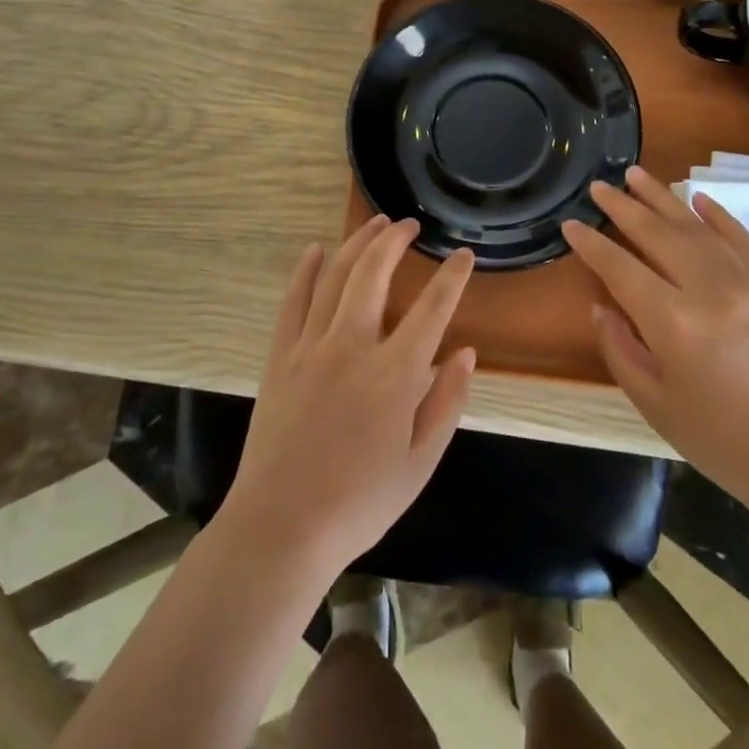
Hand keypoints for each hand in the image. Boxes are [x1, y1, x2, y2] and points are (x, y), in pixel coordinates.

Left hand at [222, 216, 477, 577]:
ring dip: (357, 243)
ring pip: (335, 277)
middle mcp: (353, 346)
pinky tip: (315, 249)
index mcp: (395, 374)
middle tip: (410, 225)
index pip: (433, 308)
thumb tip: (467, 352)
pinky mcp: (280, 355)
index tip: (463, 254)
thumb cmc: (361, 501)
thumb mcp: (421, 462)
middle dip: (395, 240)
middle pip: (375, 273)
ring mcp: (311, 346)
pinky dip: (305, 270)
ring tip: (375, 223)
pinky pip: (293, 300)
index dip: (452, 276)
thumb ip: (447, 402)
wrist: (283, 526)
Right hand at [562, 166, 748, 528]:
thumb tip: (602, 305)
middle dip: (623, 207)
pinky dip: (718, 216)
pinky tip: (698, 199)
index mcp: (673, 322)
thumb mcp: (654, 403)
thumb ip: (620, 348)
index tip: (571, 224)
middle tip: (599, 186)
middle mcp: (710, 289)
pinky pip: (743, 239)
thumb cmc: (721, 440)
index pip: (620, 267)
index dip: (591, 245)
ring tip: (636, 175)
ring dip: (664, 198)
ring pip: (698, 227)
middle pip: (657, 234)